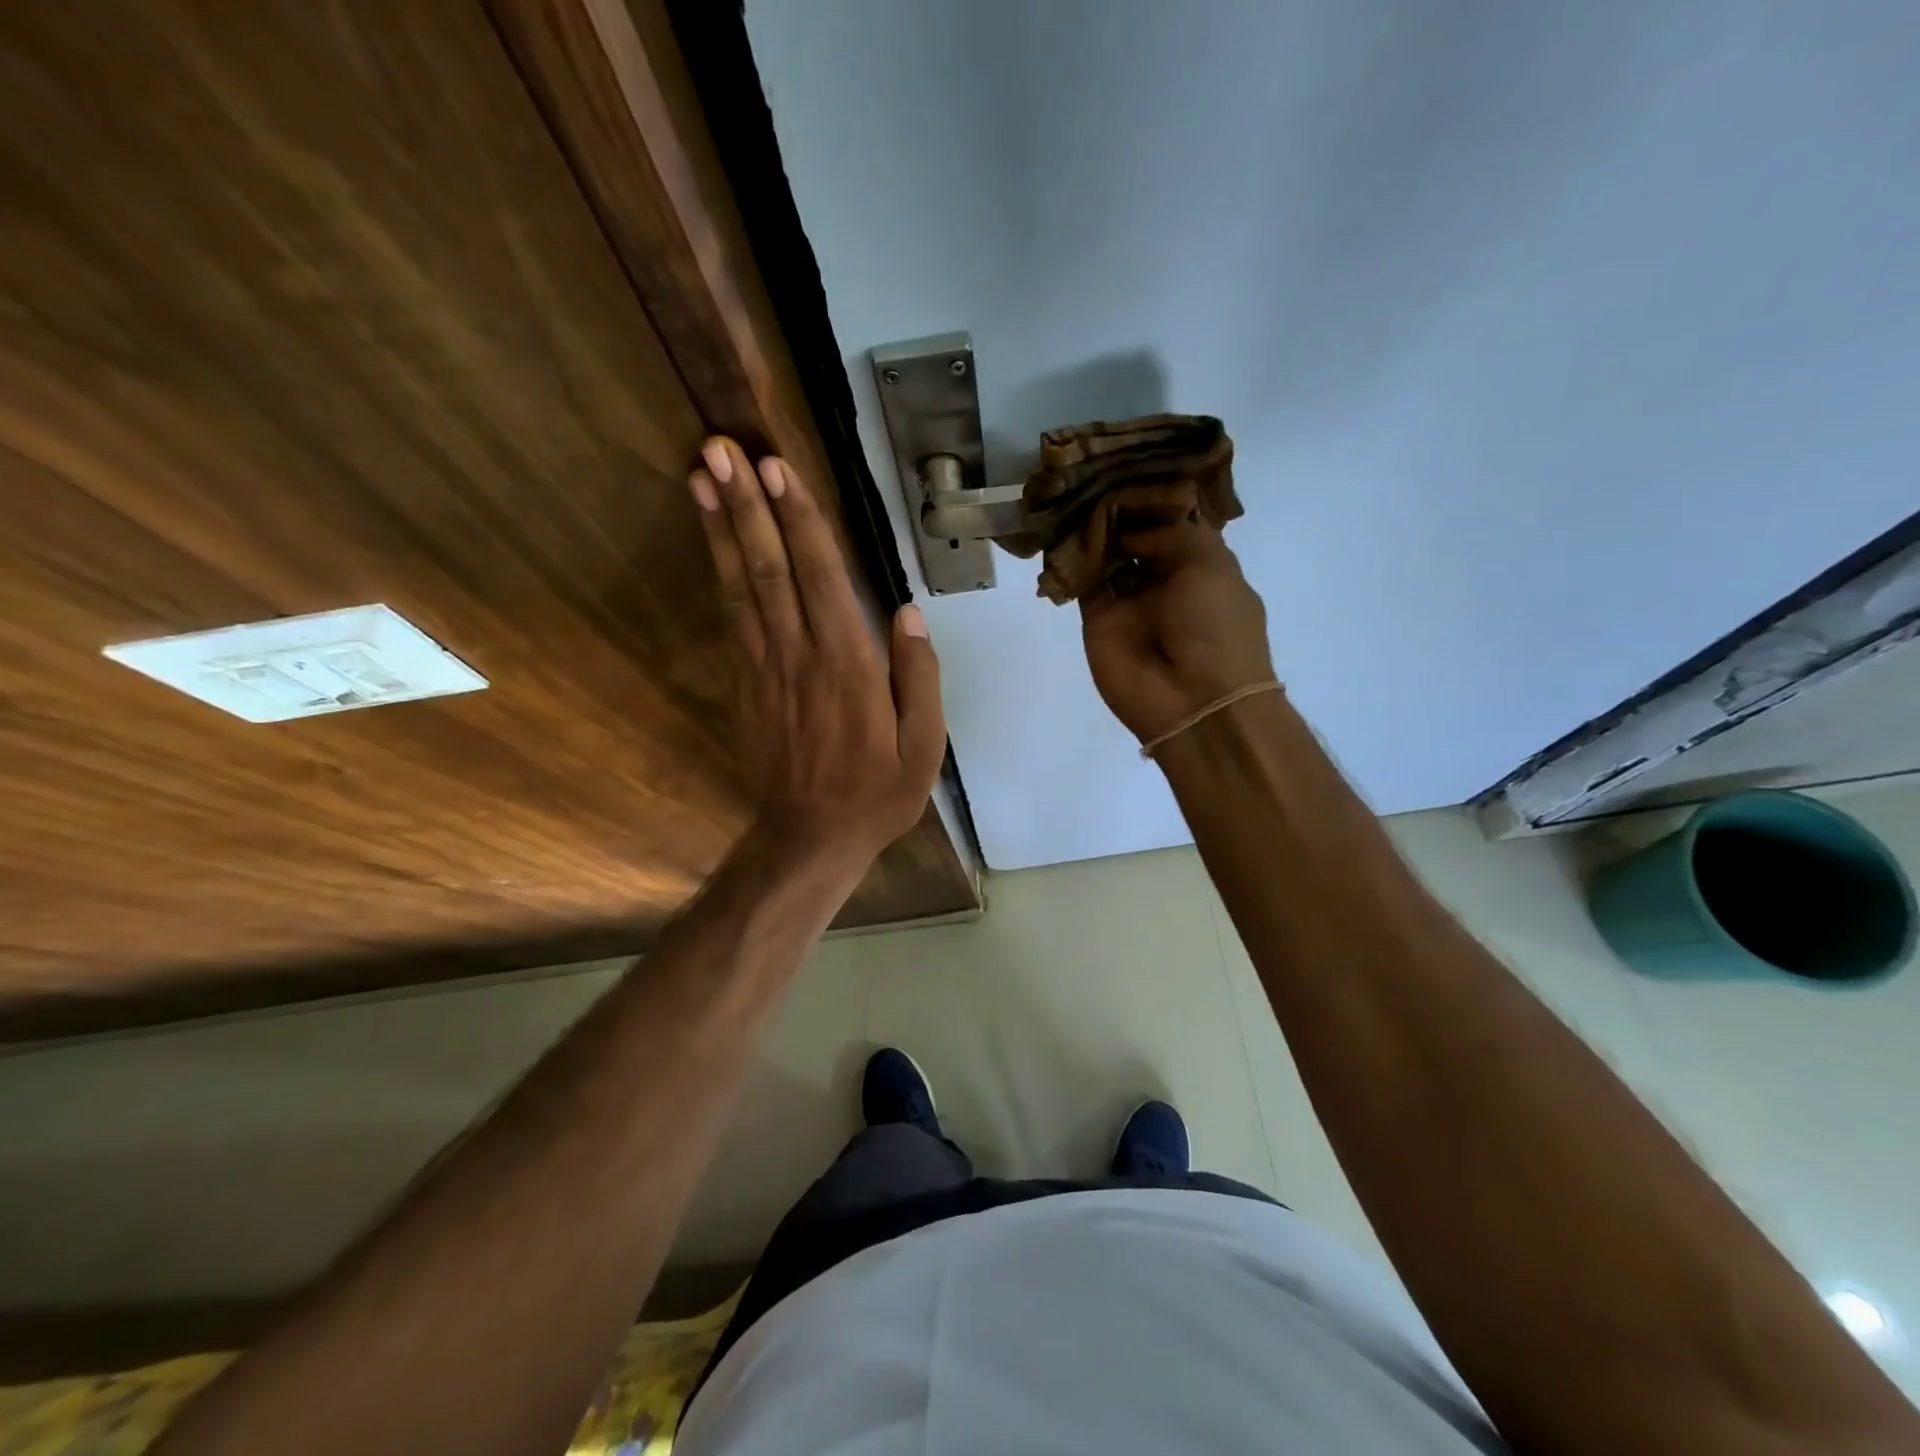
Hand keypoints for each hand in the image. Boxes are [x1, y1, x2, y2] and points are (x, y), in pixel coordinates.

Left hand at [690, 437, 945, 868]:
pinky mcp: (746, 683)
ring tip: (701, 474)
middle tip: (720, 448)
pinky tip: (714, 539)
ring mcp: (766, 667)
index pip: (823, 576)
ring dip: (722, 526)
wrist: (810, 837)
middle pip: (771, 567)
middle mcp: (801, 654)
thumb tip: (907, 613)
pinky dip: (720, 572)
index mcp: (849, 665)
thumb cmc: (877, 792)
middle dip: (747, 504)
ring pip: (741, 585)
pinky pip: (732, 616)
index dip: (799, 520)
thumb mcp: (924, 746)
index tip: (777, 469)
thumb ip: (918, 677)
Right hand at [1078, 483, 1275, 744]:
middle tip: (1094, 473)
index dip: (1155, 498)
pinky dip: (1073, 558)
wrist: (1193, 701)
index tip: (1131, 466)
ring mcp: (1129, 602)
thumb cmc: (1216, 629)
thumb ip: (1173, 533)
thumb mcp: (1210, 566)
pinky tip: (1063, 526)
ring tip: (1075, 492)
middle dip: (1120, 509)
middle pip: (1137, 536)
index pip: (1174, 524)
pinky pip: (1083, 582)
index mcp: (1202, 567)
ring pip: (1107, 556)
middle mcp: (1165, 580)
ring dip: (1094, 530)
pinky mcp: (1097, 620)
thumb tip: (1132, 528)